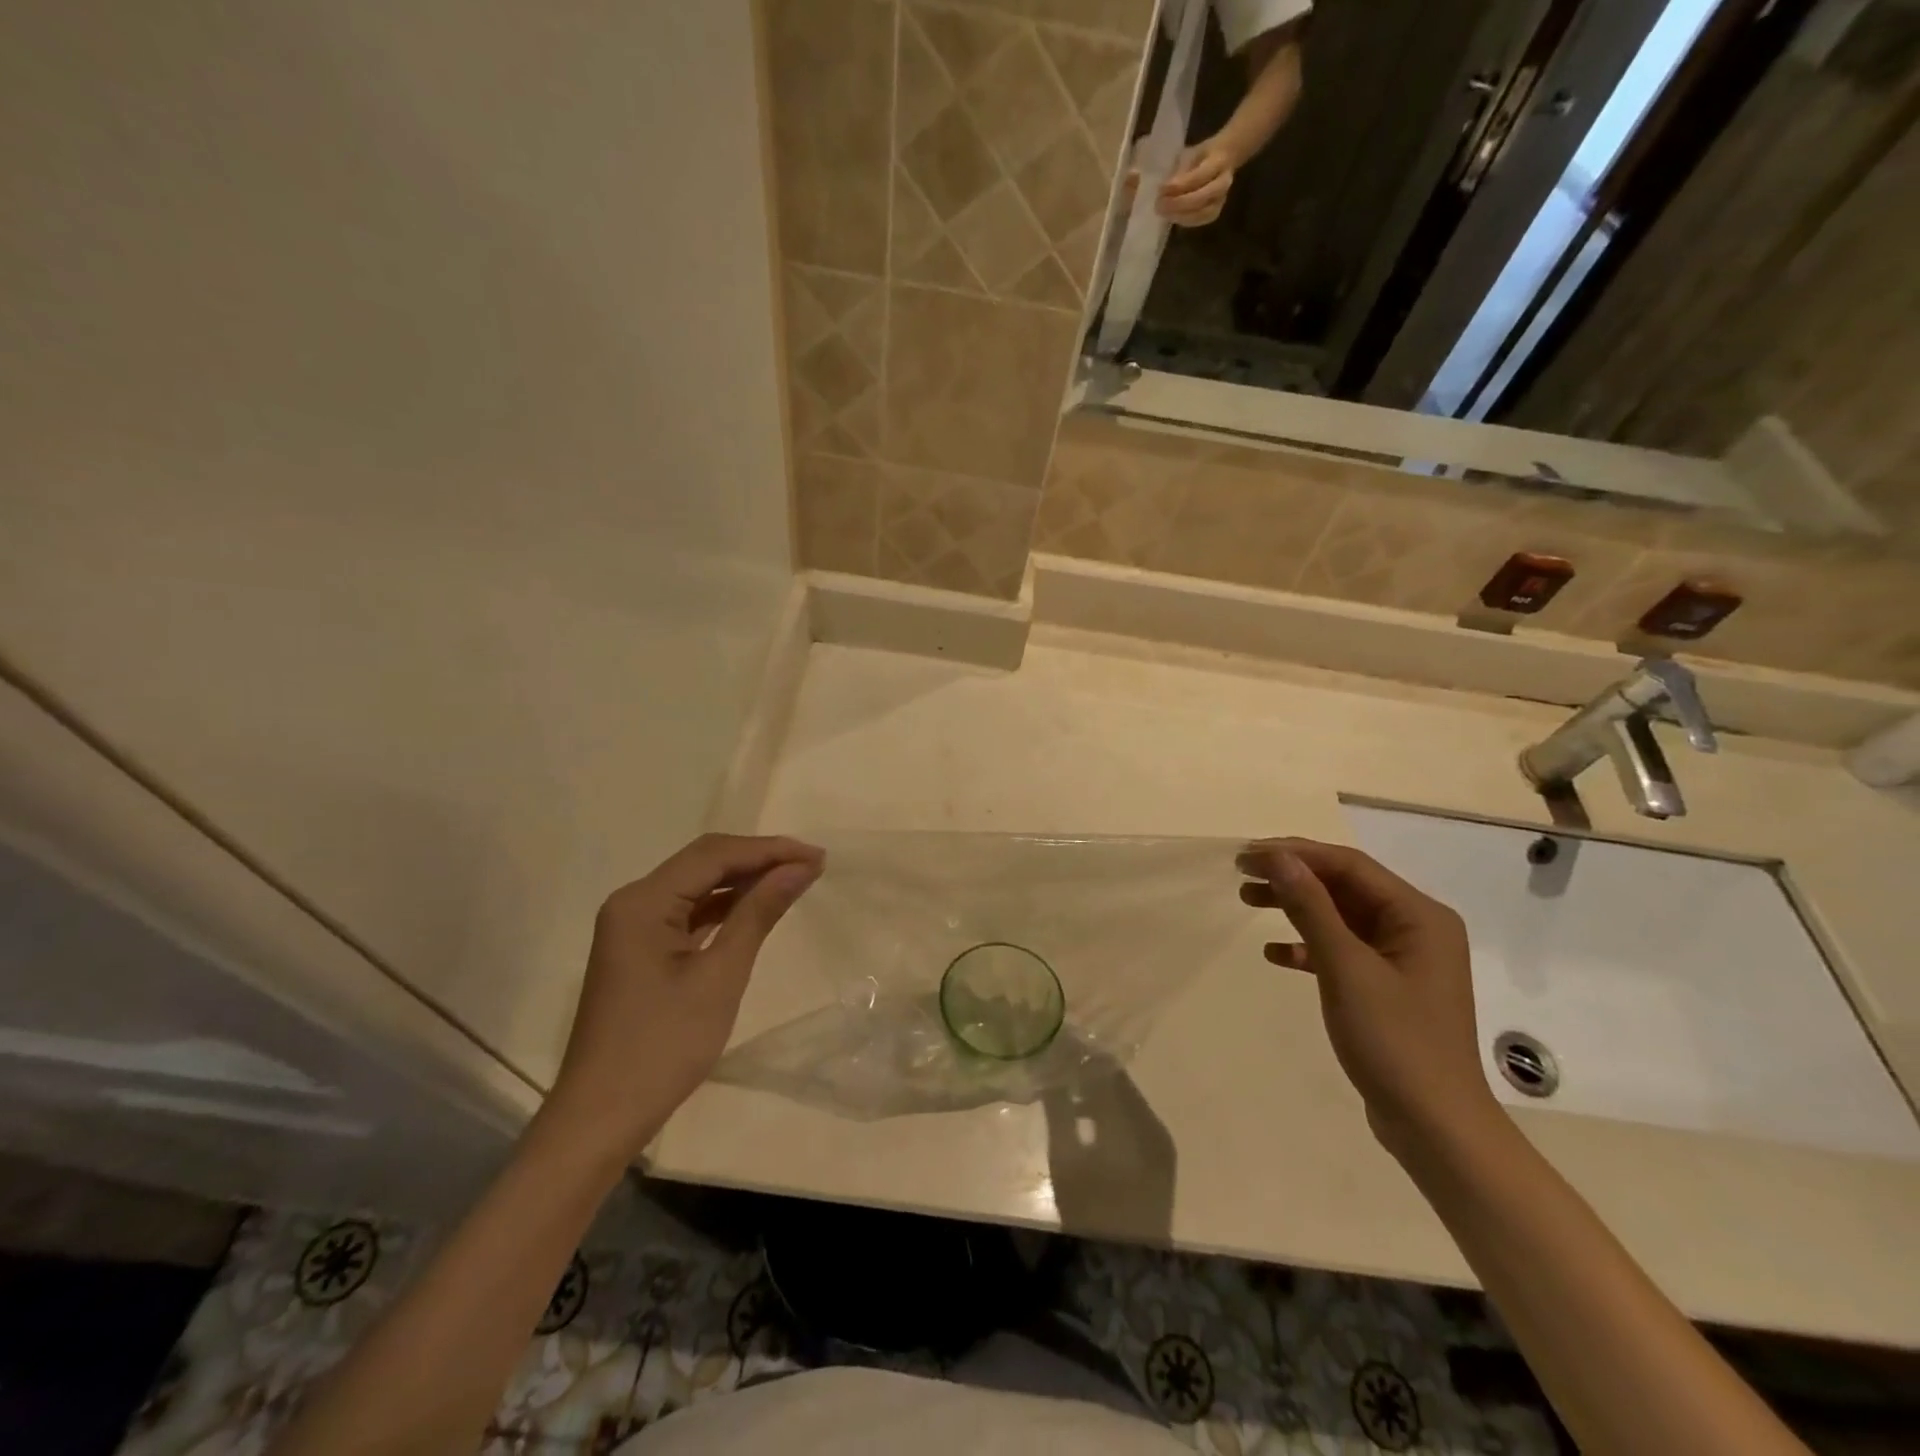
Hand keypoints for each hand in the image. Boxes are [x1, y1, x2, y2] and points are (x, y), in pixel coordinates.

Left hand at [547, 834, 823, 1157]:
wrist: (601, 1118)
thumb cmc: (663, 1047)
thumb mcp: (720, 977)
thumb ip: (758, 914)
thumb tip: (799, 868)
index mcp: (643, 902)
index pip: (714, 854)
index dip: (769, 849)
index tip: (818, 856)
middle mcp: (632, 902)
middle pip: (703, 862)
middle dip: (759, 859)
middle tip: (812, 865)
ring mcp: (632, 926)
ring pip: (697, 885)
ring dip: (744, 881)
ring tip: (793, 881)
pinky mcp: (638, 948)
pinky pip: (687, 911)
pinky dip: (724, 907)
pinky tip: (756, 908)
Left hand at [1159, 139, 1234, 225]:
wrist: (1225, 157)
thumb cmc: (1203, 155)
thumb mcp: (1191, 153)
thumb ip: (1181, 169)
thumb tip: (1164, 188)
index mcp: (1219, 160)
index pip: (1199, 176)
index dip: (1180, 185)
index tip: (1161, 189)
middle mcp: (1224, 181)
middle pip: (1202, 198)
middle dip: (1178, 203)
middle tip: (1159, 204)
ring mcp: (1222, 198)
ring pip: (1202, 213)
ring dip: (1180, 215)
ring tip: (1163, 213)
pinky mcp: (1216, 211)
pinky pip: (1201, 220)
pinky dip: (1185, 220)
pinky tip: (1172, 217)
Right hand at [1240, 838, 1502, 1158]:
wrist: (1435, 1126)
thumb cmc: (1394, 1040)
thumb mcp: (1345, 967)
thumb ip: (1311, 907)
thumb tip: (1277, 857)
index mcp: (1418, 915)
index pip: (1349, 865)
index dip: (1295, 854)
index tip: (1246, 855)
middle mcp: (1416, 928)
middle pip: (1344, 886)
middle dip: (1292, 877)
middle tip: (1241, 874)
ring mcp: (1402, 959)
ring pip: (1340, 916)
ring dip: (1295, 907)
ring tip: (1246, 900)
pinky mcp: (1387, 987)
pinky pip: (1342, 950)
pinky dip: (1307, 946)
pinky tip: (1275, 954)